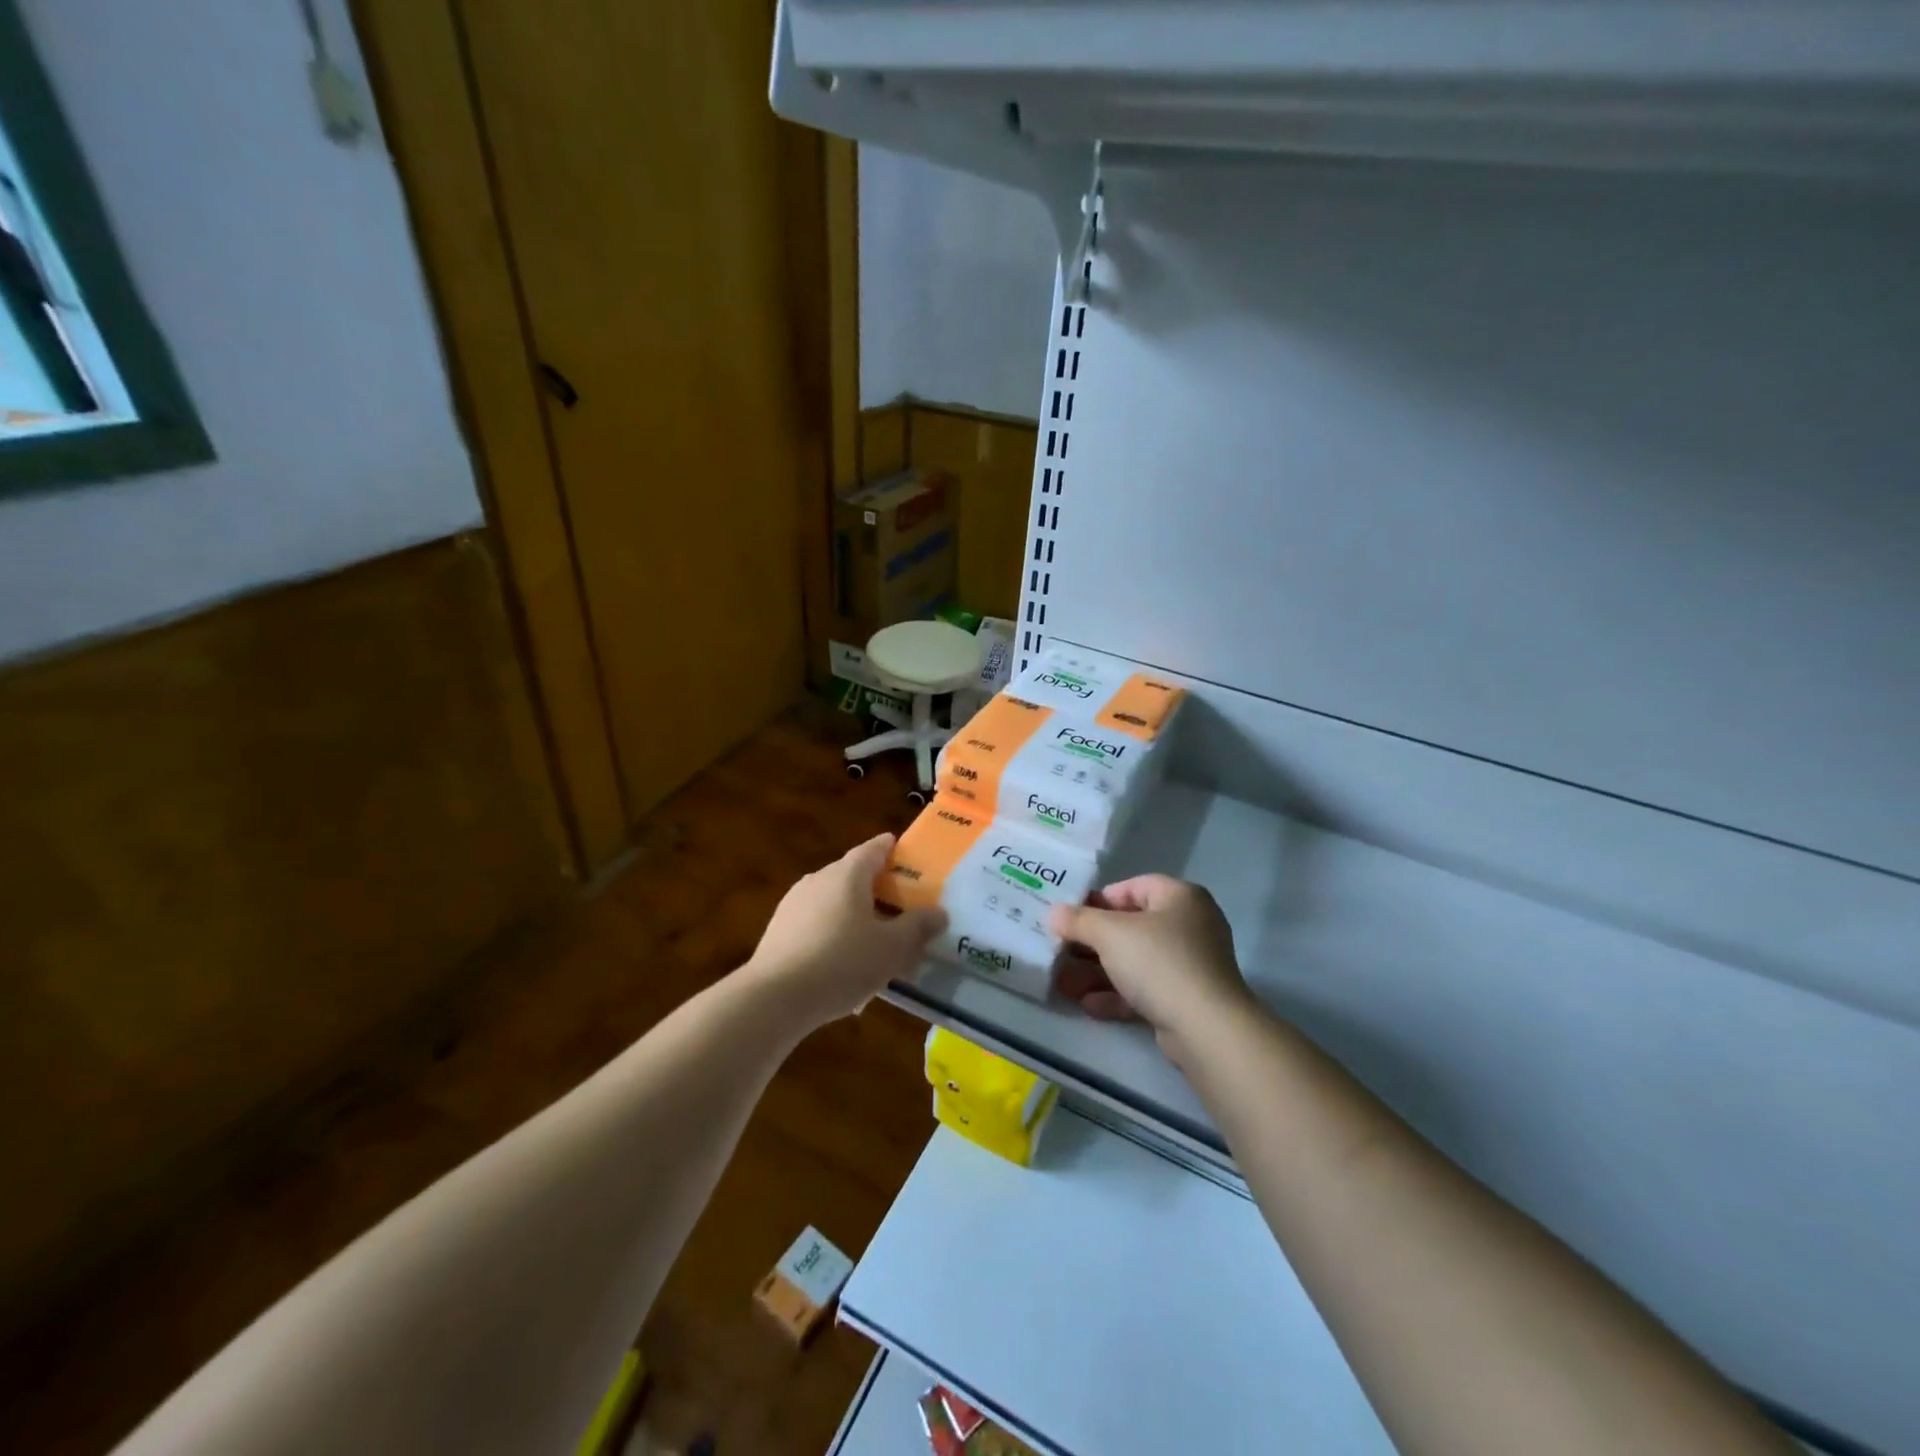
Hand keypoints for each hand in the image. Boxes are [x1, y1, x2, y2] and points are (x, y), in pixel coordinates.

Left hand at [746, 833, 945, 1025]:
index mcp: (848, 874)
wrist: (774, 998)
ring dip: (853, 914)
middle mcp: (818, 879)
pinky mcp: (778, 931)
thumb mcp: (892, 948)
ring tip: (873, 941)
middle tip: (900, 905)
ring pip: (833, 901)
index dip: (891, 849)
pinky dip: (832, 934)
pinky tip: (842, 965)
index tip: (905, 853)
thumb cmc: (842, 962)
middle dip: (876, 887)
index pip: (873, 849)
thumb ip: (918, 927)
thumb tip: (939, 913)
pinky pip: (815, 924)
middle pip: (852, 875)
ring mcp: (793, 904)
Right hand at [1050, 875, 1252, 1049]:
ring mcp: (1190, 964)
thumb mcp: (1110, 934)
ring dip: (1098, 971)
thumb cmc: (1158, 962)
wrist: (1206, 1028)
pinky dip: (1117, 994)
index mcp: (1180, 897)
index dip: (1099, 900)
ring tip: (1064, 983)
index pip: (1133, 887)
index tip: (1071, 917)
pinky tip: (1088, 1004)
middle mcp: (1190, 925)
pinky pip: (1146, 989)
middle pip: (1131, 926)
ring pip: (1135, 961)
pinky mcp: (1187, 998)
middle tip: (1060, 951)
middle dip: (1092, 942)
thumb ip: (1078, 921)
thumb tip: (1054, 913)